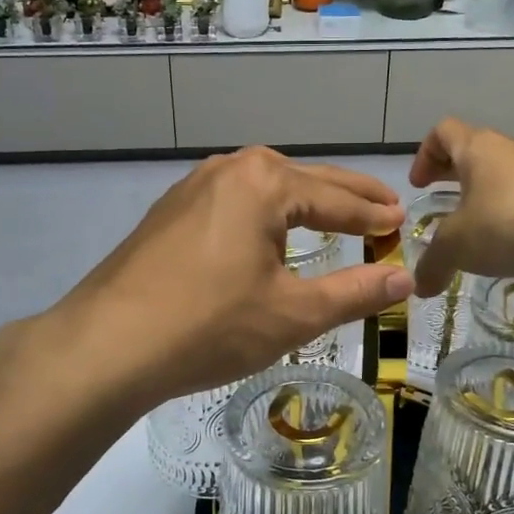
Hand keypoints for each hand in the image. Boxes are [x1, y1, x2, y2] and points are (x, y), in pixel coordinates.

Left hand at [46, 147, 412, 409]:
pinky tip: (265, 230)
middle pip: (302, 179)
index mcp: (265, 182)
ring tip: (332, 213)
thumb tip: (406, 278)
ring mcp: (192, 186)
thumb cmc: (210, 326)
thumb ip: (355, 292)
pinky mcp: (169, 211)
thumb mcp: (293, 313)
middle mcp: (229, 169)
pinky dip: (264, 211)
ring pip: (264, 186)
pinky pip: (233, 200)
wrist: (107, 344)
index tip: (402, 222)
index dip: (373, 215)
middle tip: (383, 207)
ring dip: (302, 198)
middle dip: (345, 195)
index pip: (337, 198)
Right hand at [407, 119, 513, 296]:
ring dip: (488, 190)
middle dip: (454, 172)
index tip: (420, 185)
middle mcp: (511, 148)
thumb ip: (432, 264)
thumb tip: (420, 287)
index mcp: (478, 148)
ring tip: (481, 224)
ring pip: (506, 170)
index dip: (425, 154)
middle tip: (441, 198)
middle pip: (475, 148)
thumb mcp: (456, 248)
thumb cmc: (506, 225)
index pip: (443, 132)